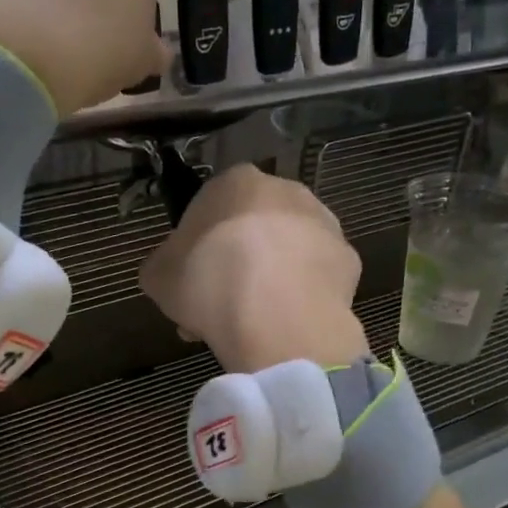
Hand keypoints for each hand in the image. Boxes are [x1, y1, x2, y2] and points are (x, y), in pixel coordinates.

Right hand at [139, 166, 367, 373]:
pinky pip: (315, 279)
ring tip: (252, 325)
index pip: (209, 208)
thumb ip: (162, 266)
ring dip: (269, 281)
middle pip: (252, 229)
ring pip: (286, 253)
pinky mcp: (349, 260)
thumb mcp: (158, 276)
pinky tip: (284, 325)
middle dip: (236, 265)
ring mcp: (324, 223)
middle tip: (219, 308)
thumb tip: (169, 272)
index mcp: (235, 182)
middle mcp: (285, 190)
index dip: (197, 250)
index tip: (191, 284)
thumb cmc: (209, 283)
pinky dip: (300, 298)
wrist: (276, 317)